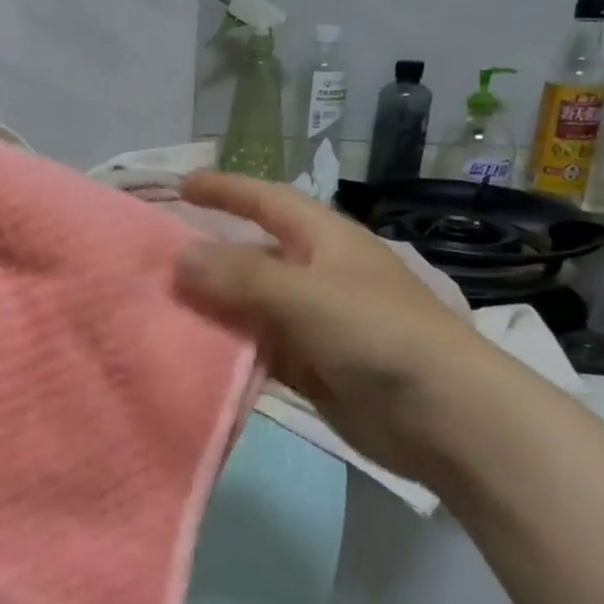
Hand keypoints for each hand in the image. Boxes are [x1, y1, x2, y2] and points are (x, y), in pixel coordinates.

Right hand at [173, 171, 498, 483]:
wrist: (445, 417)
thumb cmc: (377, 334)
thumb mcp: (305, 294)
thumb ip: (240, 276)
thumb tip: (180, 257)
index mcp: (325, 239)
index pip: (267, 200)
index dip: (226, 189)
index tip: (181, 185)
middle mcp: (319, 274)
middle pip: (254, 255)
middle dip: (210, 255)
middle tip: (157, 260)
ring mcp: (316, 322)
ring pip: (253, 305)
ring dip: (215, 306)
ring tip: (162, 307)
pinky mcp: (315, 365)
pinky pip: (261, 347)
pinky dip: (232, 347)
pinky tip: (195, 352)